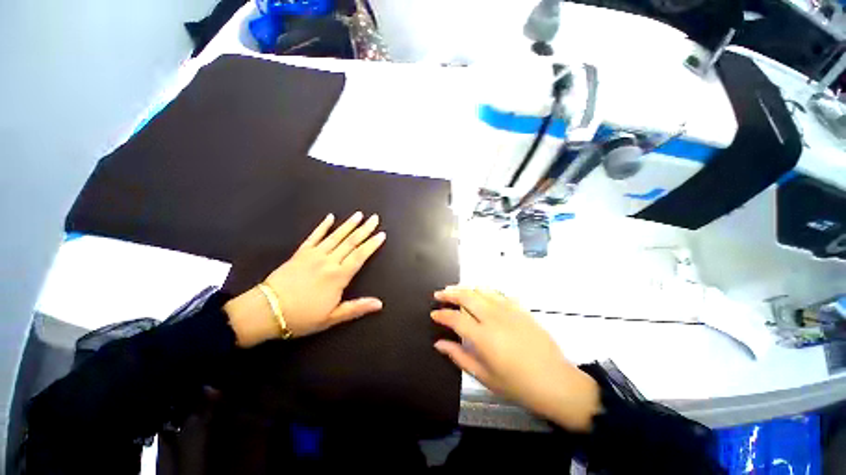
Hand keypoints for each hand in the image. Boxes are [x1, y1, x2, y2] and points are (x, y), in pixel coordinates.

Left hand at [225, 212, 385, 346]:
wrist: (266, 311)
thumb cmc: (302, 317)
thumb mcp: (332, 318)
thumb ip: (357, 308)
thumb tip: (380, 304)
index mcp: (338, 277)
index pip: (360, 256)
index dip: (372, 244)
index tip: (381, 234)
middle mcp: (328, 261)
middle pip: (350, 242)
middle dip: (364, 229)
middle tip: (374, 218)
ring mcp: (314, 255)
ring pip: (335, 236)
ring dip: (348, 224)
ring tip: (359, 215)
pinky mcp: (300, 252)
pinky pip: (314, 236)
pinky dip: (322, 226)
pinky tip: (329, 217)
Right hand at [431, 287, 599, 431]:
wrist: (556, 381)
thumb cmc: (518, 385)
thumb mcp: (484, 376)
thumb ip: (459, 356)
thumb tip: (439, 344)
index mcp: (483, 337)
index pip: (455, 318)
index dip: (442, 314)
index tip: (433, 313)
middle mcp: (494, 317)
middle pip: (467, 296)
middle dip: (449, 293)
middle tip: (439, 294)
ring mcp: (509, 310)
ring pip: (481, 290)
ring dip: (465, 288)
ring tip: (455, 290)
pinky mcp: (520, 308)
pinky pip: (498, 293)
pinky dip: (484, 291)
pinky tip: (480, 294)